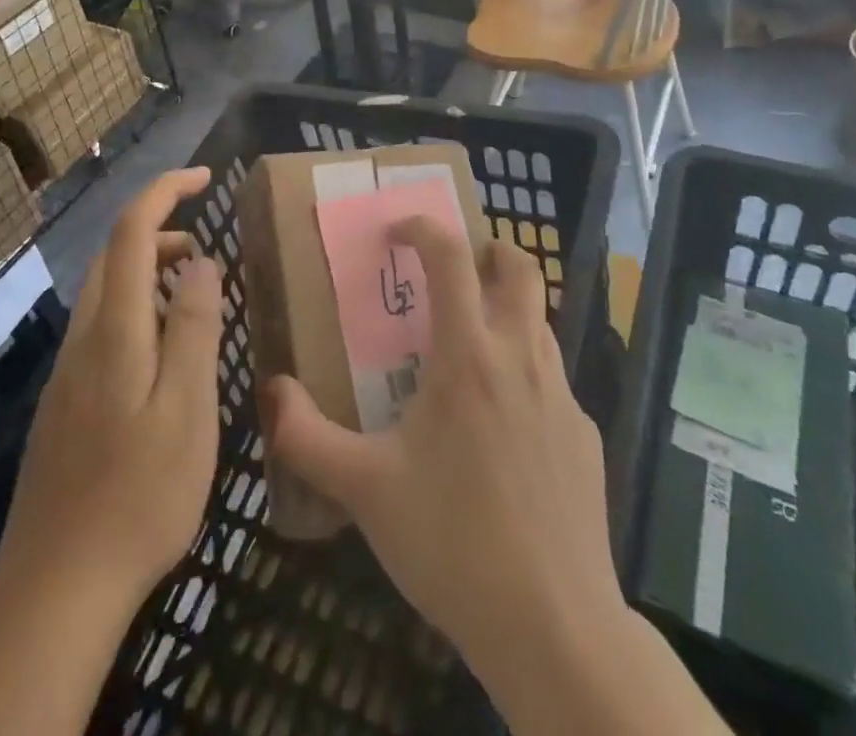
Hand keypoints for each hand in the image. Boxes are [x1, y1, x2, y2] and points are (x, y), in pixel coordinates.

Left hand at [0, 169, 224, 735]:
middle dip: (159, 227)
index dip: (165, 191)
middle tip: (207, 241)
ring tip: (193, 288)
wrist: (55, 587)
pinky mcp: (65, 403)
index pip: (132, 231)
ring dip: (147, 269)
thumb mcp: (187, 409)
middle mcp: (84, 338)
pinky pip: (102, 327)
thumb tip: (201, 261)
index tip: (205, 178)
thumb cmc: (138, 494)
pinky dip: (136, 307)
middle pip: (114, 255)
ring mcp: (68, 372)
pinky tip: (161, 351)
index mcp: (114, 329)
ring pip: (106, 292)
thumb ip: (193, 328)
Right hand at [265, 215, 618, 671]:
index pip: (451, 256)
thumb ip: (306, 437)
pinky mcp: (584, 435)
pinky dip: (524, 375)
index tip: (397, 232)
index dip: (423, 228)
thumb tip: (270, 390)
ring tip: (468, 347)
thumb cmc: (452, 542)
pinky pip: (552, 381)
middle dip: (487, 251)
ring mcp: (562, 396)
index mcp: (468, 354)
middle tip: (453, 269)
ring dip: (506, 312)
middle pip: (521, 268)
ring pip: (539, 322)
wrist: (554, 626)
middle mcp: (520, 358)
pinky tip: (501, 428)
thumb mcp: (364, 489)